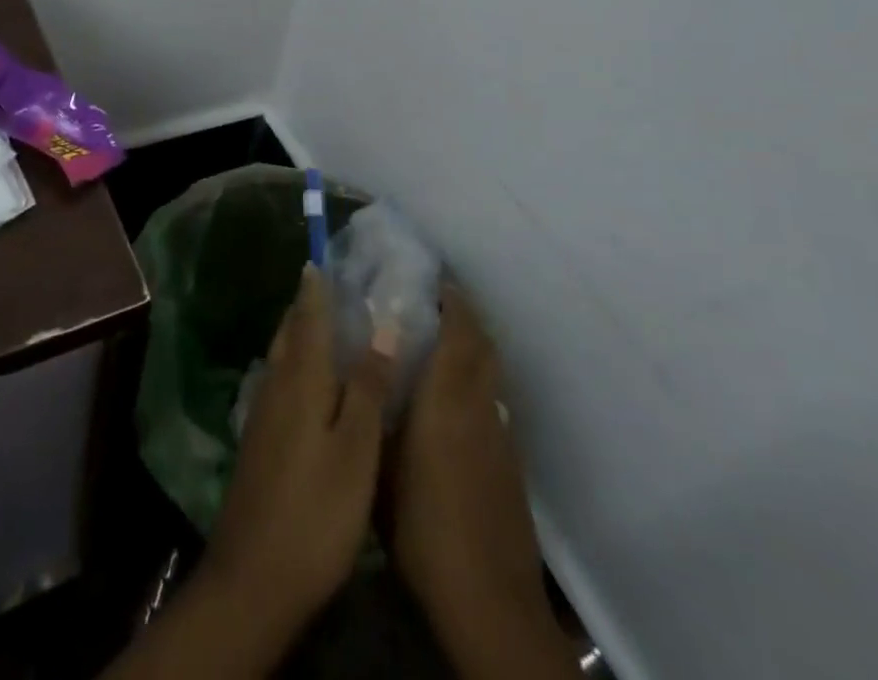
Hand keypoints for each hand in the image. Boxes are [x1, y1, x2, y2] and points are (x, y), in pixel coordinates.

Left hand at [200, 264, 393, 638]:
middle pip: (290, 332)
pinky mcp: (260, 440)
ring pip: (283, 357)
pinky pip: (281, 382)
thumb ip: (367, 386)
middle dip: (307, 306)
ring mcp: (263, 414)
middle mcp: (276, 385)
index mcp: (300, 379)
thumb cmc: (315, 510)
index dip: (316, 287)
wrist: (254, 577)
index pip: (308, 317)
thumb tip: (384, 327)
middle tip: (333, 286)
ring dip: (301, 334)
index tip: (322, 257)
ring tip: (328, 325)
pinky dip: (298, 366)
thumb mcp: (355, 450)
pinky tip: (314, 383)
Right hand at [390, 290, 568, 674]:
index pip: (460, 331)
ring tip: (442, 340)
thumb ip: (377, 413)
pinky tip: (454, 401)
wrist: (489, 601)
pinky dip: (478, 383)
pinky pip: (494, 403)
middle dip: (465, 315)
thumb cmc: (424, 529)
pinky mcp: (510, 464)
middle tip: (435, 299)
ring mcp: (501, 436)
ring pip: (492, 373)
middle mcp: (481, 407)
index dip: (452, 299)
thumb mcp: (382, 467)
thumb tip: (367, 373)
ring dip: (473, 348)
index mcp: (448, 399)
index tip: (434, 277)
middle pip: (483, 345)